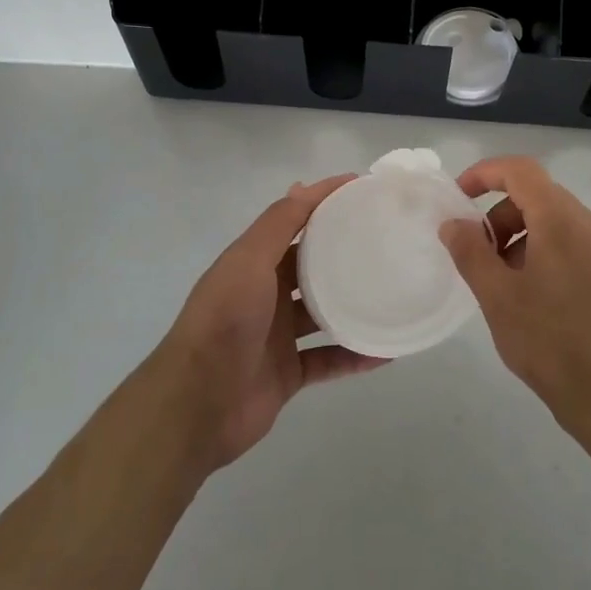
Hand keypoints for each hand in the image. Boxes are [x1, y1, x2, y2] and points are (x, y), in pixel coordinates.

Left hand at [157, 176, 385, 469]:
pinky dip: (355, 355)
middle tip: (387, 239)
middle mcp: (265, 294)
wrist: (197, 403)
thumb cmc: (224, 319)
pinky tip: (386, 350)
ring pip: (323, 313)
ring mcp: (277, 336)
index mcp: (253, 263)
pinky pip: (329, 359)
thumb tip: (305, 185)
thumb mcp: (248, 260)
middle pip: (311, 266)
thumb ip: (278, 224)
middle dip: (344, 252)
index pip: (294, 221)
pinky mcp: (288, 373)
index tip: (363, 188)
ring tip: (393, 291)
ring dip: (353, 304)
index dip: (324, 202)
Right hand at [440, 157, 590, 427]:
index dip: (485, 174)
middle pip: (539, 197)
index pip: (521, 170)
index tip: (459, 197)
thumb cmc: (551, 343)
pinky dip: (548, 254)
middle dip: (502, 217)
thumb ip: (470, 252)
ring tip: (507, 285)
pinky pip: (577, 246)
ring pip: (558, 223)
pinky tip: (537, 299)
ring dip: (524, 238)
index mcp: (563, 221)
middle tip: (480, 258)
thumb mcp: (497, 297)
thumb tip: (454, 223)